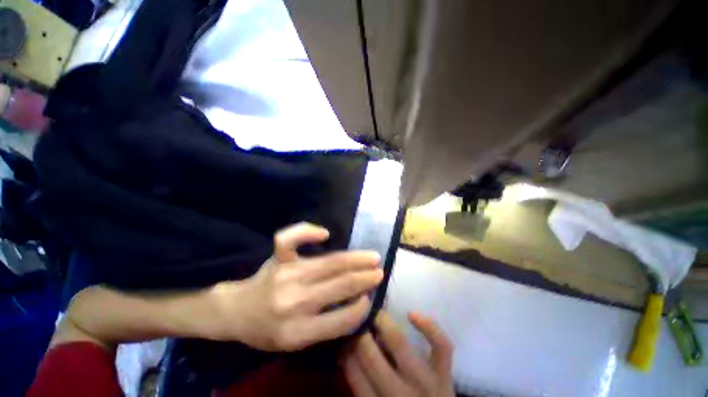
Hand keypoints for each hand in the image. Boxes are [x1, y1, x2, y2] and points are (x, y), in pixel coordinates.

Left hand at [210, 223, 382, 350]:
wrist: (237, 312)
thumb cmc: (268, 329)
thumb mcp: (296, 343)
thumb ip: (326, 327)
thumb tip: (357, 303)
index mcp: (296, 333)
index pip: (340, 320)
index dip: (360, 307)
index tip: (370, 297)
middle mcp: (293, 303)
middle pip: (339, 285)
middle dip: (365, 278)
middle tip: (379, 271)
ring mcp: (285, 275)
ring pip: (329, 263)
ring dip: (355, 259)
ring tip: (371, 256)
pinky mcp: (277, 259)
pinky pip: (289, 240)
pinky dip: (306, 231)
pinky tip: (324, 233)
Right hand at [344, 312, 453, 396]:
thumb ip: (361, 384)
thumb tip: (346, 352)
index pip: (354, 374)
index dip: (346, 350)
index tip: (344, 334)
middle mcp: (400, 394)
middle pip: (372, 358)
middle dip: (360, 334)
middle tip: (356, 318)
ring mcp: (426, 382)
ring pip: (400, 344)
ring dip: (383, 323)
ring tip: (375, 313)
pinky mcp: (445, 372)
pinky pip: (441, 346)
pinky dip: (428, 326)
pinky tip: (411, 314)